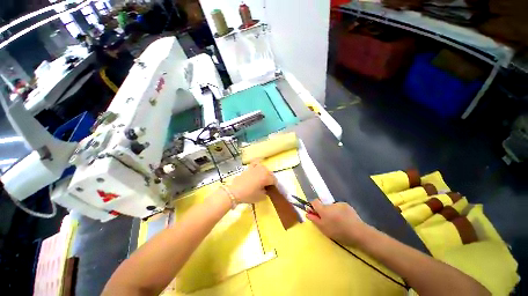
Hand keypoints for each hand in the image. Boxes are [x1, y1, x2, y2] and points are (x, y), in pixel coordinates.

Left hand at [228, 163, 275, 203]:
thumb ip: (266, 192)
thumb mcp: (260, 197)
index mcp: (266, 177)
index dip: (274, 185)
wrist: (234, 192)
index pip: (274, 180)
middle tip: (266, 186)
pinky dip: (257, 165)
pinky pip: (255, 164)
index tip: (271, 190)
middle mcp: (262, 170)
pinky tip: (256, 169)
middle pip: (270, 173)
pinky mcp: (248, 168)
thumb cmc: (248, 195)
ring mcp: (254, 168)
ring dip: (264, 173)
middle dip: (270, 179)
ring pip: (263, 168)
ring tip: (261, 179)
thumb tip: (266, 189)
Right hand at [306, 200, 368, 246]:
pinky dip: (339, 212)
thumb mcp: (324, 229)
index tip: (315, 213)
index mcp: (323, 210)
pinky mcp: (346, 205)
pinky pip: (339, 207)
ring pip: (331, 207)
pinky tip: (345, 219)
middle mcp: (330, 204)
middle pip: (323, 205)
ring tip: (338, 222)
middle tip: (329, 221)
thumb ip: (314, 219)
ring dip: (332, 212)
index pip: (314, 202)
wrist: (358, 232)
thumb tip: (307, 213)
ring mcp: (339, 204)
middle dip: (324, 211)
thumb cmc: (339, 232)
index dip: (313, 206)